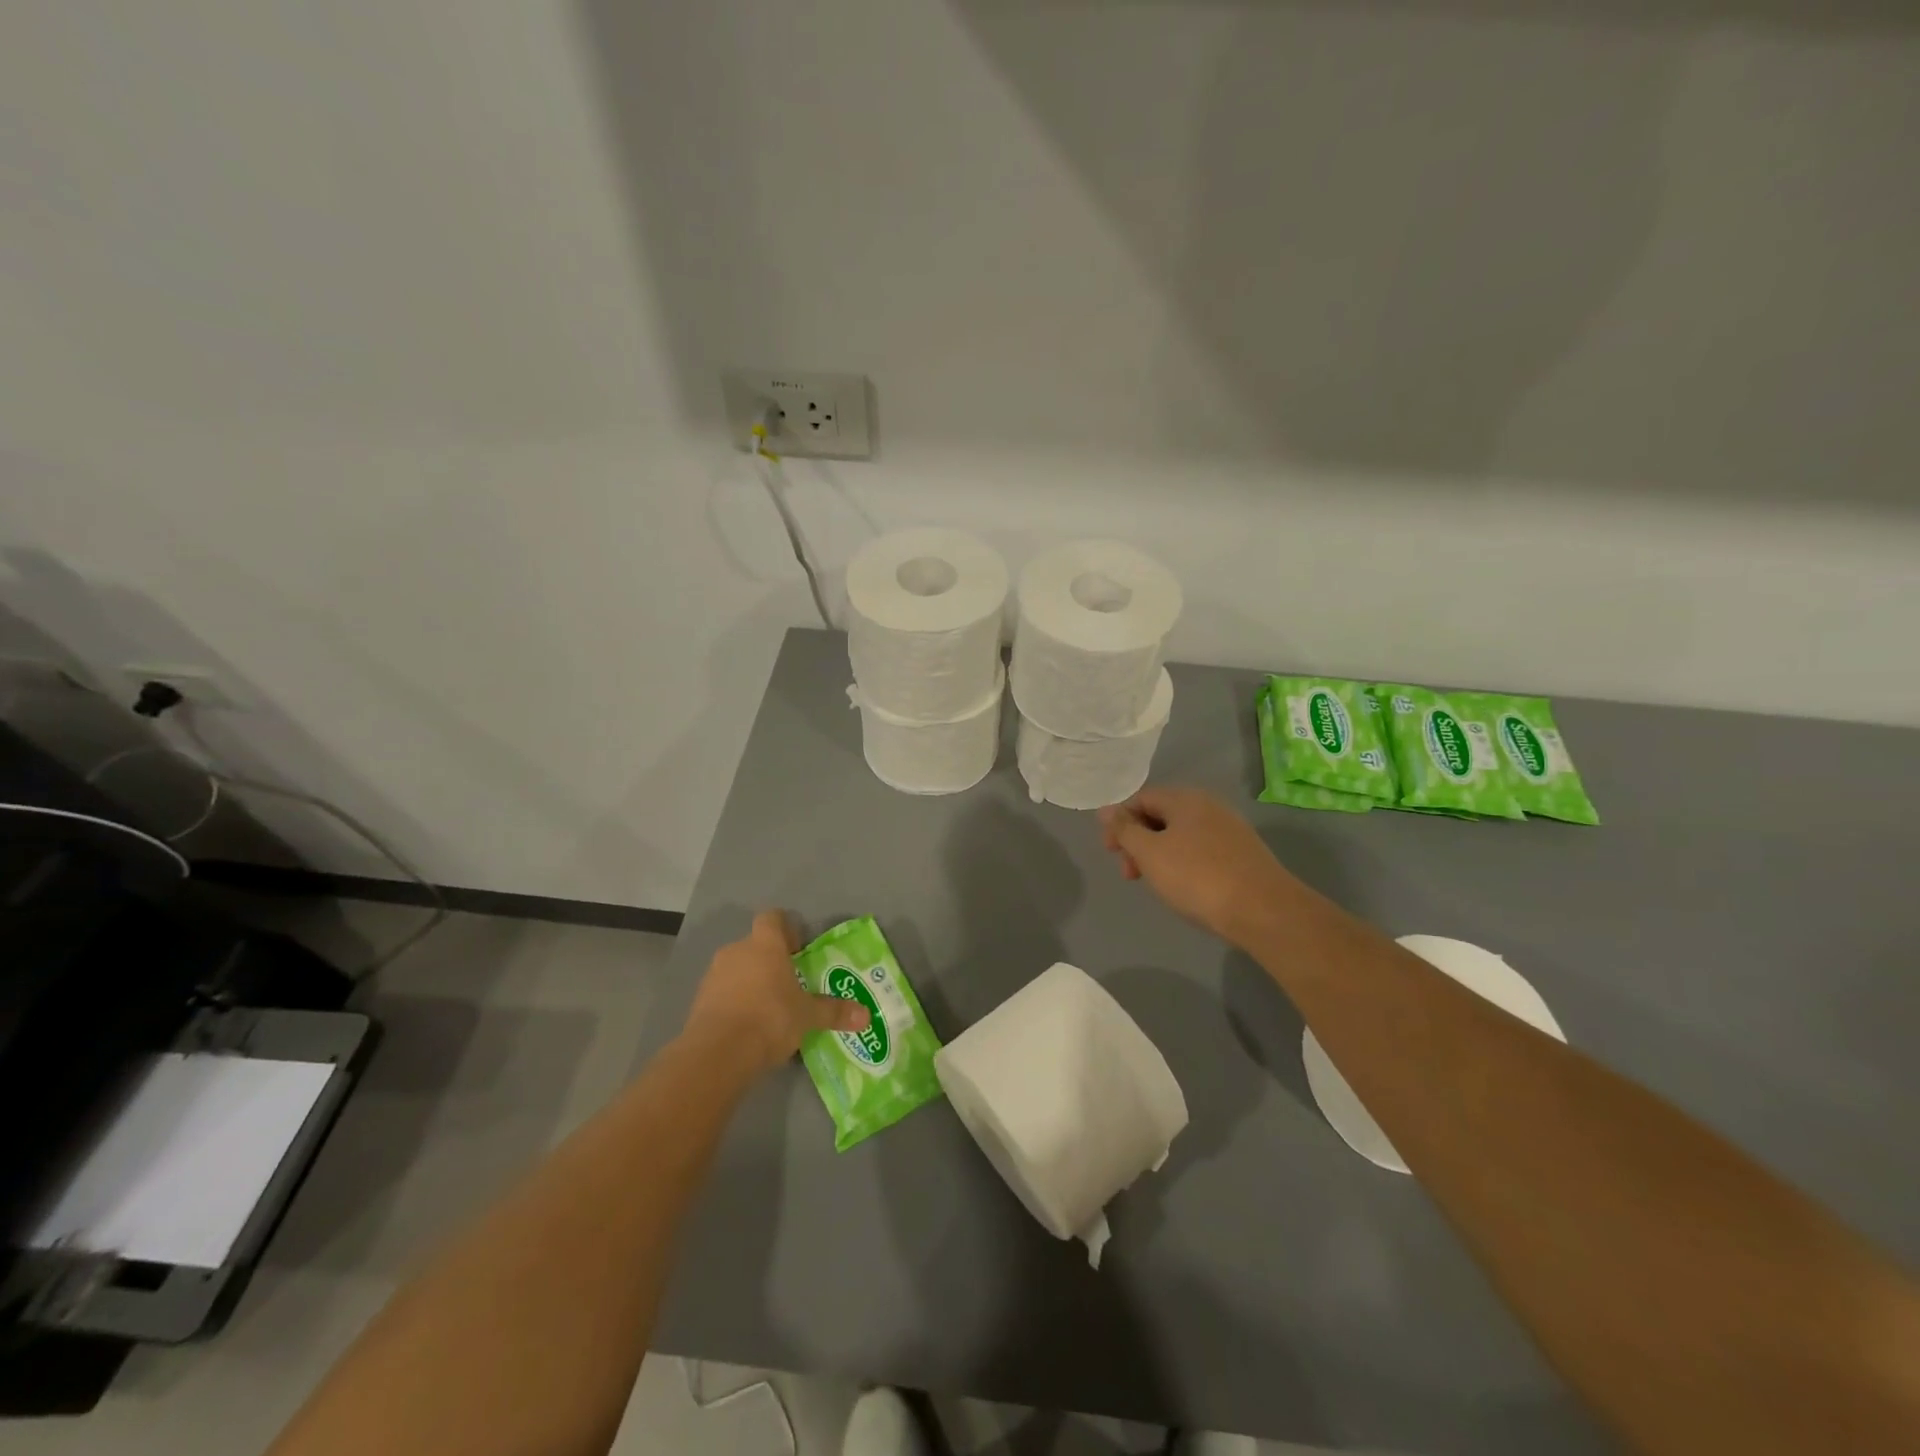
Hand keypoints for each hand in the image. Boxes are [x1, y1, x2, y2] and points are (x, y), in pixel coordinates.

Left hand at [683, 910, 869, 1074]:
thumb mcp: (808, 1016)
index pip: (772, 918)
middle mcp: (737, 951)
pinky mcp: (699, 1000)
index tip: (797, 948)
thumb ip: (834, 1012)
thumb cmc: (770, 1018)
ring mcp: (714, 975)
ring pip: (737, 968)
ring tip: (768, 1007)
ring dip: (750, 981)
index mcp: (765, 944)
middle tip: (788, 982)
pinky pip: (722, 992)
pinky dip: (734, 1001)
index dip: (785, 928)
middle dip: (770, 960)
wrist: (718, 1053)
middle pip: (755, 945)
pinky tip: (747, 1025)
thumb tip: (866, 1016)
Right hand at [1098, 787, 1293, 944]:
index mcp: (1185, 799)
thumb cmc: (1197, 877)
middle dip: (1138, 842)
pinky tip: (1185, 887)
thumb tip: (1107, 809)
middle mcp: (1208, 805)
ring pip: (1180, 835)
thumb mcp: (1150, 853)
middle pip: (1160, 816)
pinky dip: (1183, 863)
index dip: (1119, 823)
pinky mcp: (1242, 853)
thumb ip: (1124, 830)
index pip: (1140, 799)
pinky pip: (1201, 850)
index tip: (1111, 854)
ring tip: (1156, 884)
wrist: (1263, 910)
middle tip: (1130, 874)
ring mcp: (1229, 829)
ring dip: (1159, 855)